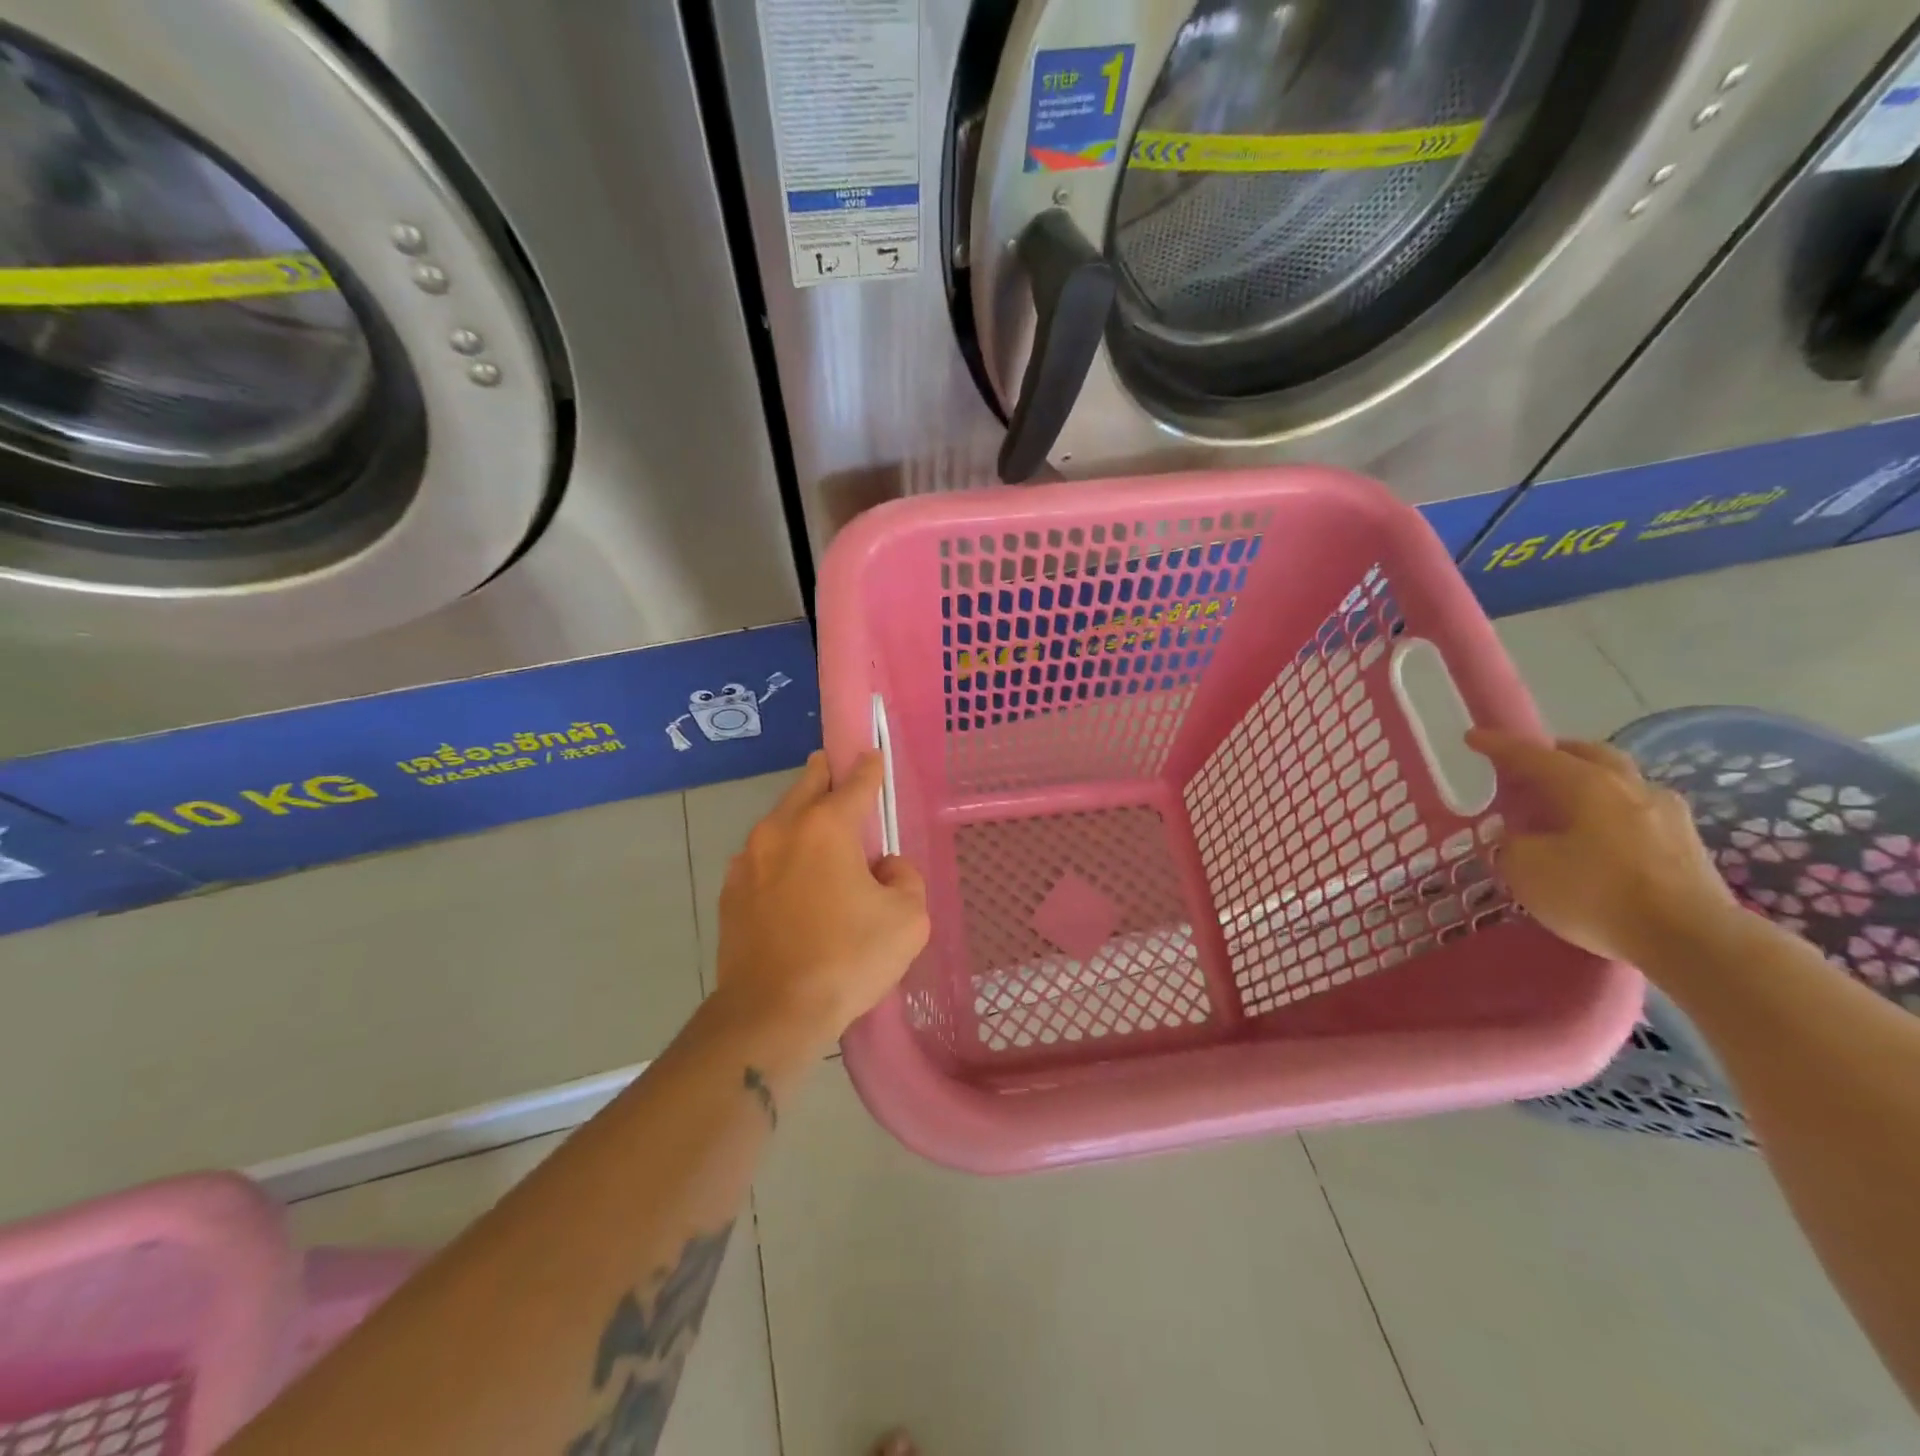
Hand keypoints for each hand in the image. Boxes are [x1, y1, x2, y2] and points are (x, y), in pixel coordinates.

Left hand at [714, 750, 929, 1044]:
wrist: (771, 1013)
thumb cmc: (847, 959)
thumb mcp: (907, 919)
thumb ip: (904, 877)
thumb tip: (883, 867)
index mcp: (826, 827)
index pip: (855, 781)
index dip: (869, 767)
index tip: (873, 755)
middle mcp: (781, 829)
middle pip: (807, 785)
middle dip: (826, 774)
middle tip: (840, 775)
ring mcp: (748, 859)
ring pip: (780, 820)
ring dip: (801, 817)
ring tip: (821, 838)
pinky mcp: (730, 891)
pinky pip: (763, 856)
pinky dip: (781, 855)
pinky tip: (794, 881)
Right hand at [1466, 729, 1738, 964]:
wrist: (1692, 940)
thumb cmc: (1596, 894)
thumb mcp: (1526, 869)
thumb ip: (1512, 843)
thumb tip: (1517, 836)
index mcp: (1586, 784)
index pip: (1532, 755)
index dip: (1498, 746)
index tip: (1472, 737)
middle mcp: (1629, 787)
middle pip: (1589, 755)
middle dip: (1556, 753)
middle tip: (1530, 765)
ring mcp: (1667, 814)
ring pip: (1620, 782)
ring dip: (1590, 783)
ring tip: (1565, 803)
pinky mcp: (1688, 844)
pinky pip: (1638, 813)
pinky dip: (1612, 813)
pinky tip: (1600, 836)